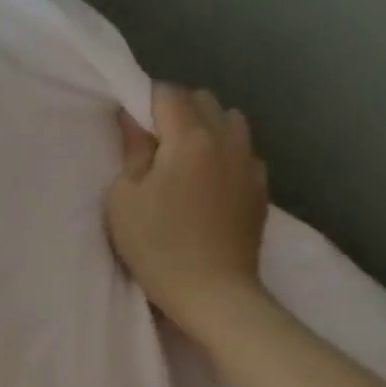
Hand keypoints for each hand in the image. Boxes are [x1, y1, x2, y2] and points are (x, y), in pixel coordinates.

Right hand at [106, 83, 270, 337]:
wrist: (213, 292)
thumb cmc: (156, 245)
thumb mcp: (124, 198)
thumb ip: (133, 152)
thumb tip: (135, 120)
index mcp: (190, 138)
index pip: (168, 94)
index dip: (145, 102)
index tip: (130, 125)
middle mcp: (226, 140)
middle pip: (203, 100)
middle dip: (177, 109)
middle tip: (153, 142)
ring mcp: (249, 164)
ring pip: (230, 121)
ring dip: (205, 127)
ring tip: (184, 157)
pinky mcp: (261, 188)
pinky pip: (243, 151)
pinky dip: (224, 153)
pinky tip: (207, 182)